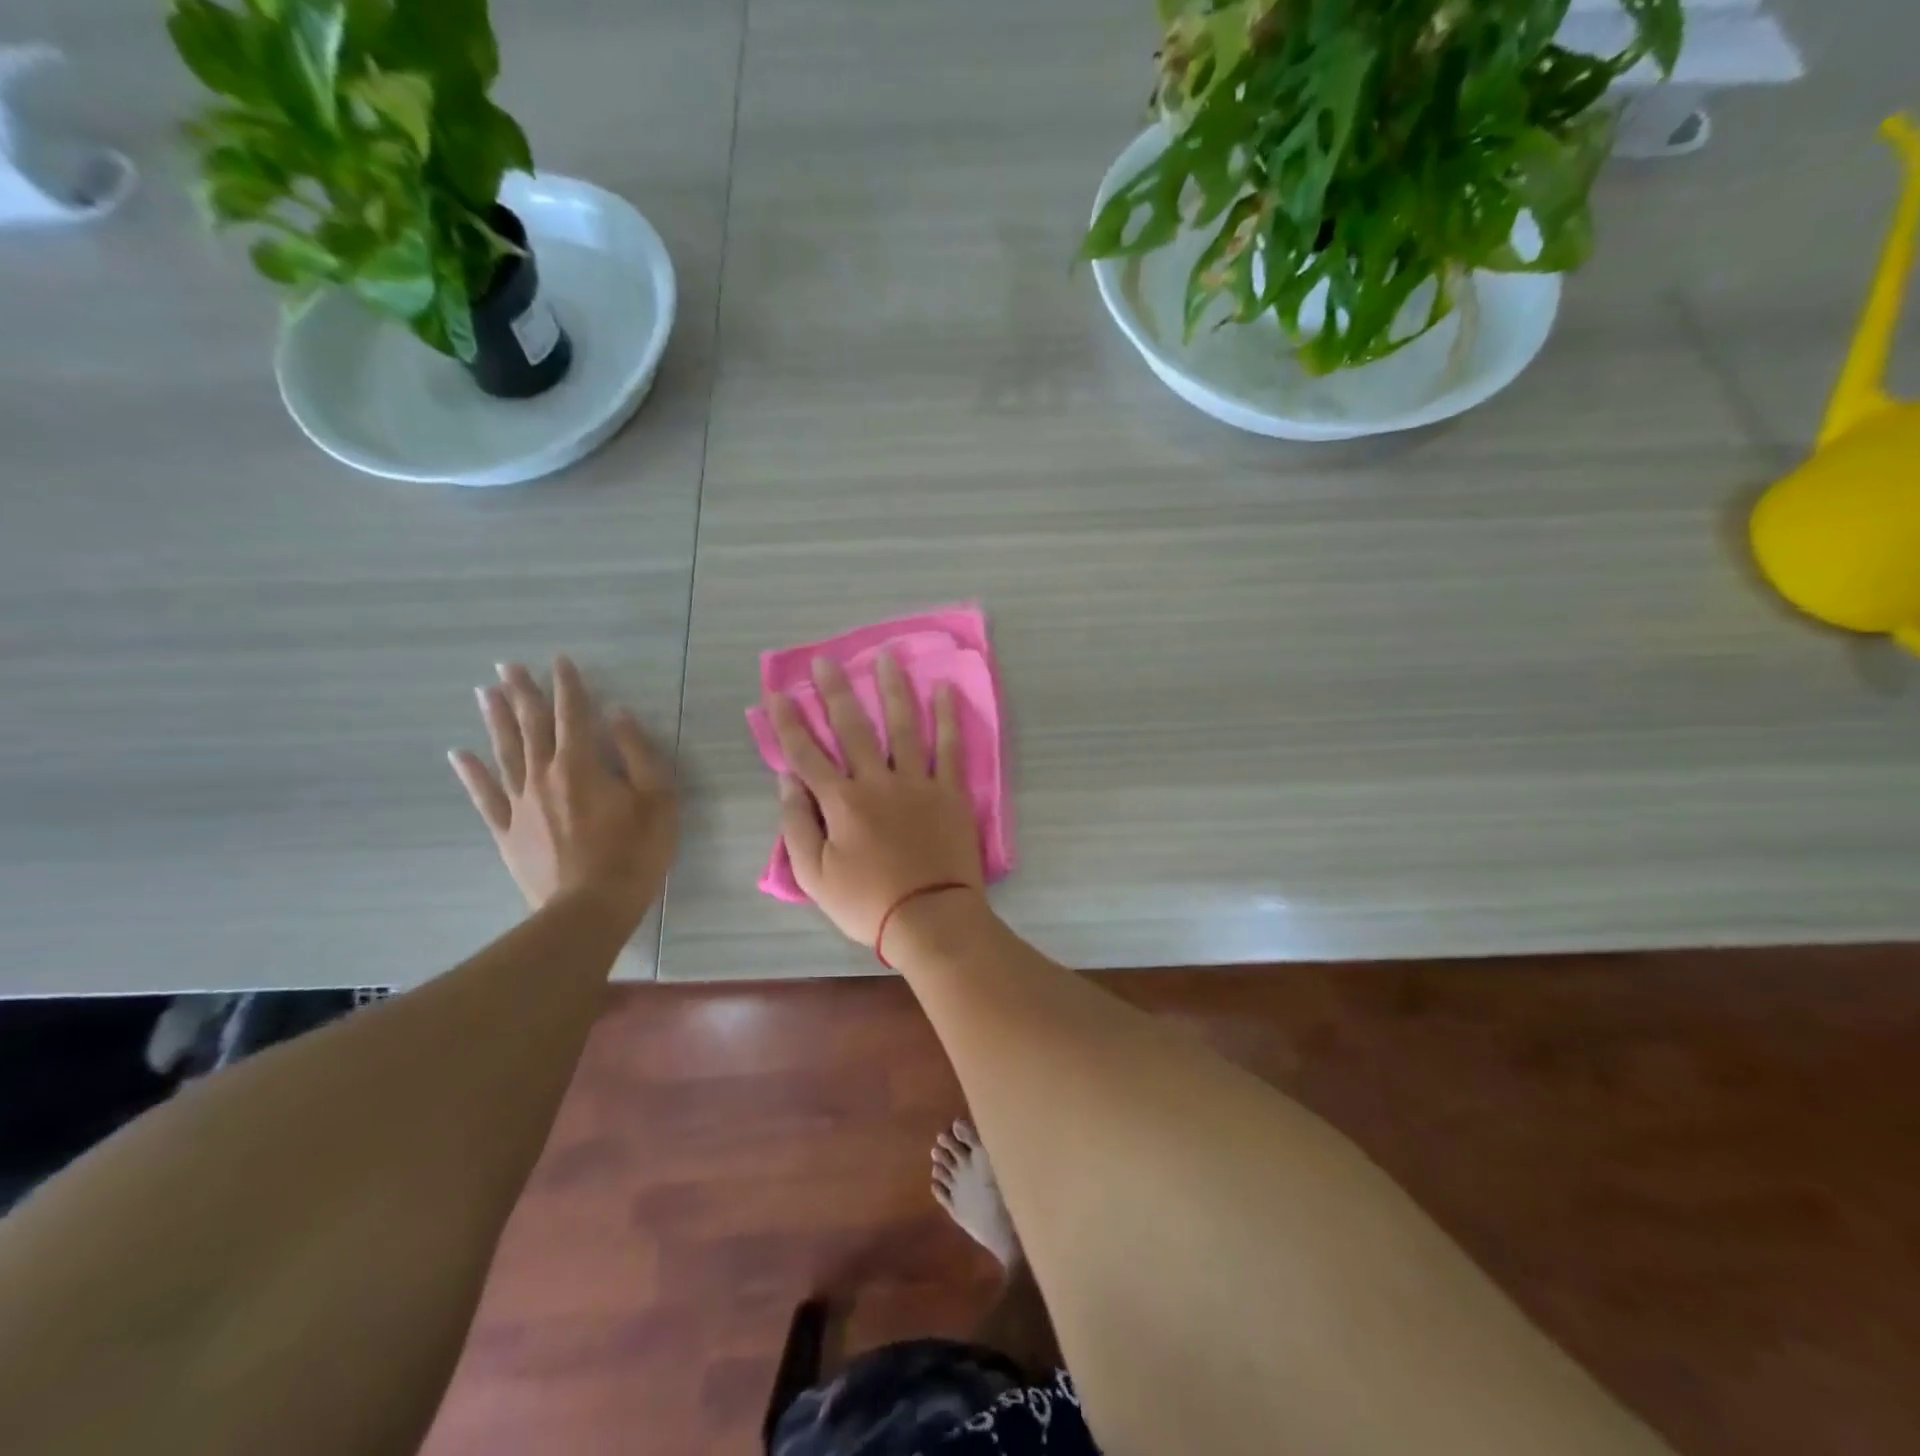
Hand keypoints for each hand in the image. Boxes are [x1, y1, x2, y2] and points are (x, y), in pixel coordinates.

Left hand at [450, 655, 678, 928]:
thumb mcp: (659, 800)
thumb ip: (639, 753)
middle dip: (523, 693)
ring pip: (505, 752)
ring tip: (484, 693)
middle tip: (508, 666)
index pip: (574, 714)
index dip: (568, 685)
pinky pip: (485, 797)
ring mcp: (520, 803)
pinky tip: (460, 755)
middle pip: (532, 726)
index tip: (560, 660)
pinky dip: (472, 774)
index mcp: (582, 765)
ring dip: (496, 721)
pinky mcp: (508, 831)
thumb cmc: (634, 853)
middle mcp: (545, 775)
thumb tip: (618, 715)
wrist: (589, 909)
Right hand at [770, 652, 983, 953]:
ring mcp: (917, 783)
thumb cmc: (867, 903)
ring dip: (893, 689)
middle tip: (826, 660)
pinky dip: (947, 717)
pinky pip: (949, 747)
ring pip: (903, 726)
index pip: (806, 753)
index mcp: (840, 802)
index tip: (778, 693)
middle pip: (853, 728)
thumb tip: (786, 780)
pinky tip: (944, 689)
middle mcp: (877, 781)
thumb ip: (797, 825)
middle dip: (835, 691)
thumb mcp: (814, 875)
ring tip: (887, 656)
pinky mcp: (950, 792)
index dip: (789, 722)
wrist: (930, 919)